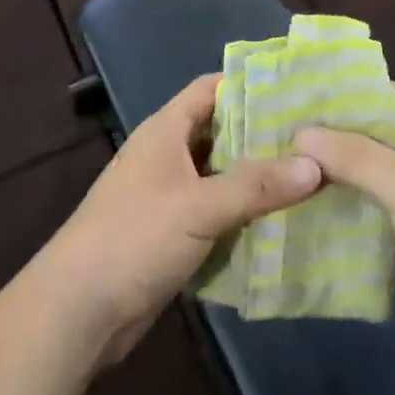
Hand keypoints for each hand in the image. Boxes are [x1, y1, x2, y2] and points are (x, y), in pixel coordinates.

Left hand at [38, 73, 320, 365]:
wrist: (78, 310)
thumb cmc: (135, 237)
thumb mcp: (200, 206)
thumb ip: (257, 185)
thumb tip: (316, 164)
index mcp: (165, 130)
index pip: (211, 89)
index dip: (249, 83)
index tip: (296, 88)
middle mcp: (167, 155)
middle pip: (220, 132)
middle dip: (262, 134)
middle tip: (314, 136)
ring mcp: (167, 195)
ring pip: (219, 175)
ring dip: (255, 178)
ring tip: (309, 175)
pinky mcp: (171, 233)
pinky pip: (214, 212)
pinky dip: (242, 214)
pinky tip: (280, 221)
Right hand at [296, 85, 394, 373]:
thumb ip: (354, 157)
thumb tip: (301, 134)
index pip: (386, 96)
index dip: (344, 94)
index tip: (297, 95)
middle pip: (372, 139)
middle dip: (330, 141)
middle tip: (276, 136)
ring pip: (368, 181)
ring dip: (332, 182)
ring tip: (278, 172)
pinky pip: (371, 220)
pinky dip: (343, 218)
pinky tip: (301, 215)